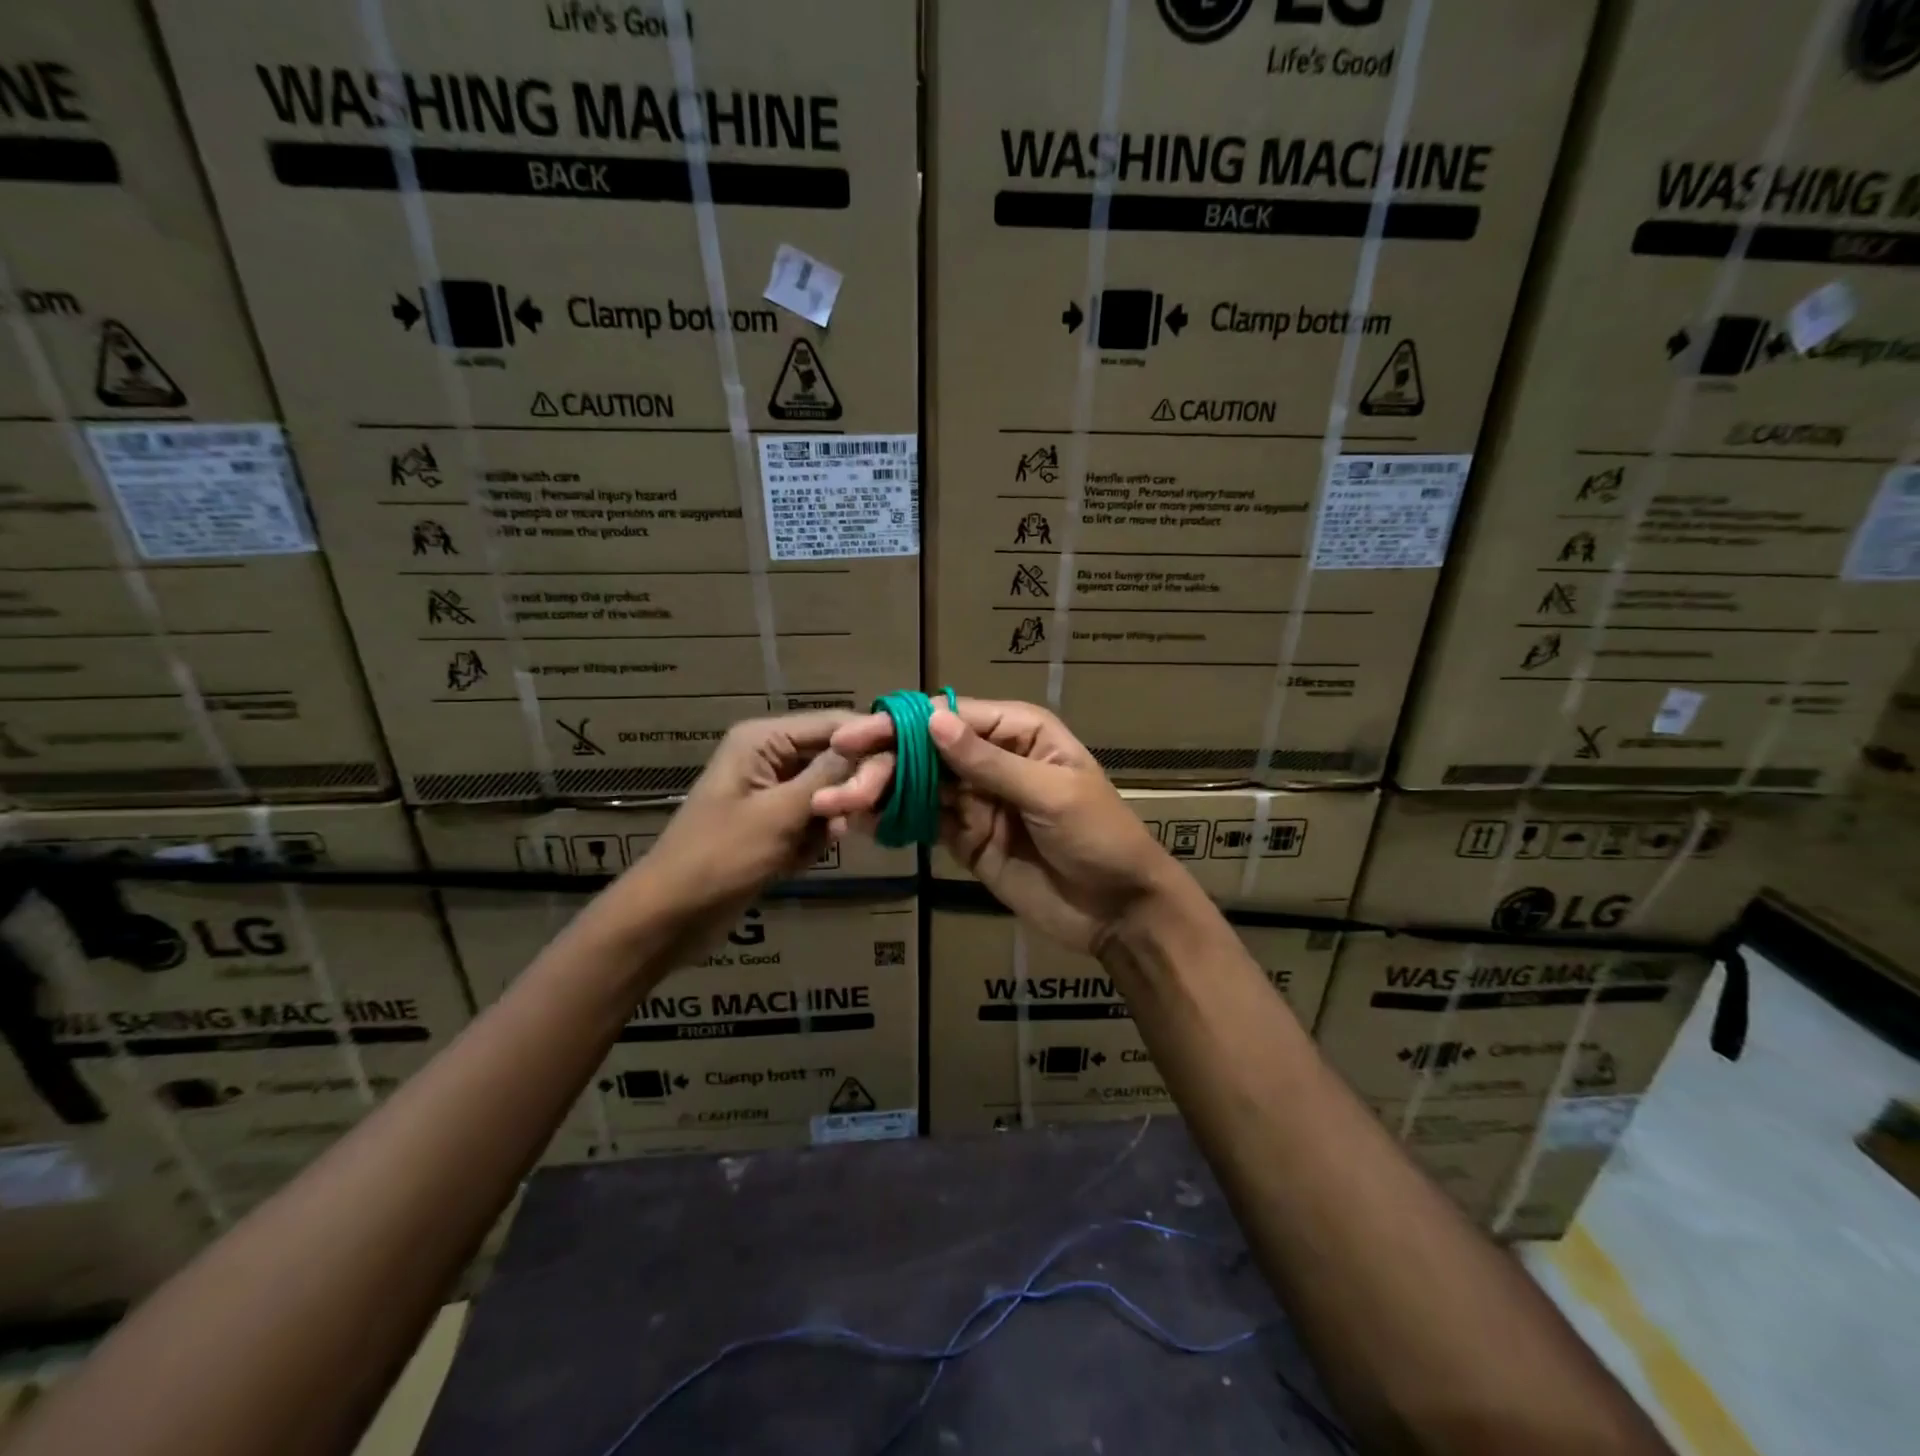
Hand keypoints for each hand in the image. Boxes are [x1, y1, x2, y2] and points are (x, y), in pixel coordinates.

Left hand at [603, 712, 853, 963]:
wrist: (670, 916)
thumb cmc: (720, 858)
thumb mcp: (780, 814)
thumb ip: (829, 777)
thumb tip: (874, 746)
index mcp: (764, 740)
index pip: (834, 724)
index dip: (870, 743)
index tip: (904, 770)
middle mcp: (770, 756)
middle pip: (834, 758)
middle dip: (846, 790)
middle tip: (848, 821)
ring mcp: (772, 792)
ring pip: (828, 793)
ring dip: (828, 820)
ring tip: (813, 844)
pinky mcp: (773, 823)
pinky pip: (813, 820)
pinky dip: (812, 840)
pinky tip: (796, 860)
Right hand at [815, 696, 1176, 954]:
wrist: (1119, 911)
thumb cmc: (1100, 837)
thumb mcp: (1050, 794)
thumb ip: (989, 763)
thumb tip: (933, 722)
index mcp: (1018, 732)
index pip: (951, 717)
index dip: (903, 724)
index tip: (857, 737)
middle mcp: (990, 758)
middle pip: (925, 749)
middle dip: (883, 764)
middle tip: (841, 787)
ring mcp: (976, 799)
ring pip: (917, 784)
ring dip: (877, 792)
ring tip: (835, 805)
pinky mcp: (965, 838)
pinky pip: (922, 821)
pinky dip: (891, 820)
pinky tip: (858, 822)